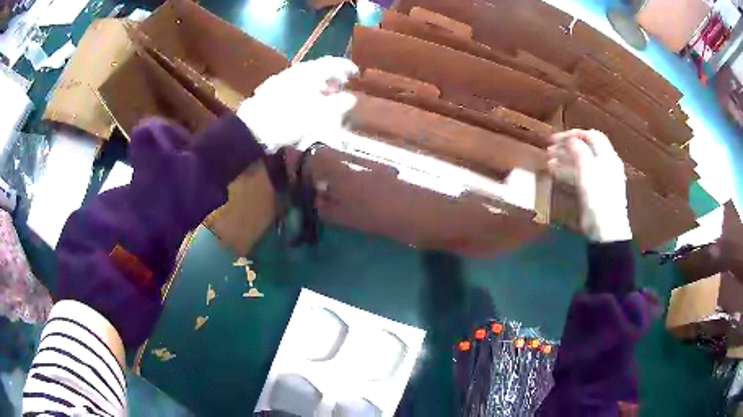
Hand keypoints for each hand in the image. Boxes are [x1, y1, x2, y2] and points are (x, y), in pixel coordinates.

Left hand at [237, 56, 358, 152]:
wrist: (253, 128)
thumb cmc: (290, 120)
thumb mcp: (320, 114)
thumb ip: (339, 104)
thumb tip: (351, 97)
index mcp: (311, 72)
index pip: (334, 63)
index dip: (347, 67)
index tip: (356, 74)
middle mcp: (297, 70)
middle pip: (320, 67)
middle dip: (333, 75)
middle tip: (341, 85)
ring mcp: (283, 77)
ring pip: (307, 75)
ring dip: (318, 82)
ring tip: (325, 94)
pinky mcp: (272, 88)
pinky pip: (296, 82)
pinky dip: (306, 87)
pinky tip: (305, 99)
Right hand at [548, 129, 631, 242]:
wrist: (606, 232)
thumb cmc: (598, 200)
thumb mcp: (588, 173)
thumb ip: (580, 152)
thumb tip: (571, 139)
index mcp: (608, 157)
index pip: (592, 136)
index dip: (574, 134)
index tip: (556, 138)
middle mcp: (607, 165)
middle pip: (587, 148)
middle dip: (568, 146)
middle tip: (551, 149)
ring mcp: (602, 180)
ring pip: (583, 162)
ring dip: (566, 158)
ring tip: (550, 160)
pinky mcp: (596, 193)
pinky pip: (582, 176)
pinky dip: (569, 171)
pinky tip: (557, 174)